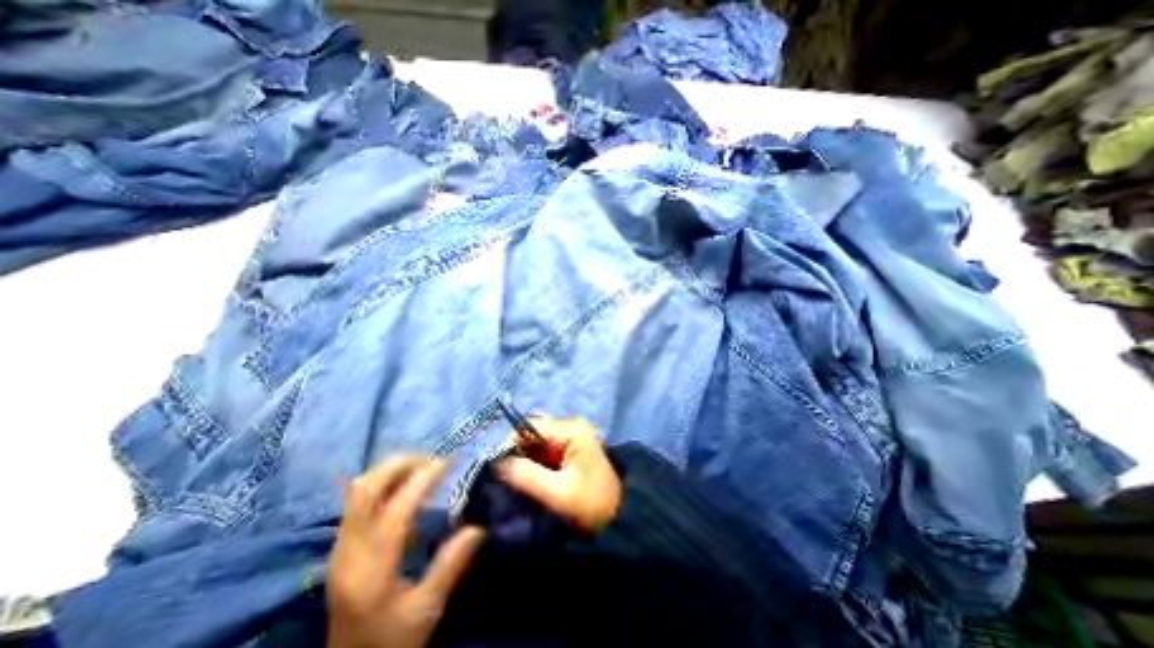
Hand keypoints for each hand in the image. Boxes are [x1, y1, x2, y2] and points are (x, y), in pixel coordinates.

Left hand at [327, 456, 483, 647]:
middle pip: (366, 490)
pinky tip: (403, 487)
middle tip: (432, 460)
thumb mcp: (426, 610)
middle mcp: (349, 551)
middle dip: (400, 464)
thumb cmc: (389, 641)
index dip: (422, 479)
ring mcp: (340, 548)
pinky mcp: (341, 548)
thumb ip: (450, 566)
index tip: (448, 463)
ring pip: (357, 491)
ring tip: (420, 466)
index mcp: (371, 569)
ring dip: (390, 470)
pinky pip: (357, 501)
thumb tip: (478, 528)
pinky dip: (382, 483)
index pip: (395, 509)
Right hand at [497, 419, 621, 534]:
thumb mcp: (559, 493)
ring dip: (522, 461)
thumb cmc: (593, 506)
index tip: (496, 468)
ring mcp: (571, 439)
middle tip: (502, 478)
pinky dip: (531, 466)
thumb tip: (496, 463)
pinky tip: (524, 481)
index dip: (510, 444)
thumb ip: (527, 476)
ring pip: (535, 445)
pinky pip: (543, 454)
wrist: (621, 521)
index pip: (530, 426)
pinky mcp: (569, 453)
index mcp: (572, 429)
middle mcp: (571, 428)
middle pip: (532, 434)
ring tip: (510, 482)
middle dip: (516, 454)